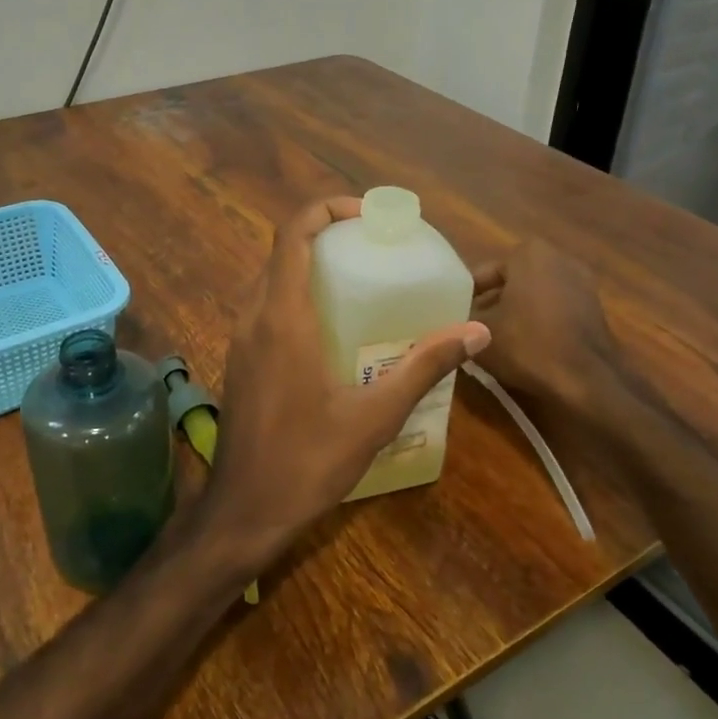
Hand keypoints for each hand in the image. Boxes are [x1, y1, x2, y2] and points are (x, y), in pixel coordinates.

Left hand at [193, 197, 490, 573]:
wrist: (245, 509)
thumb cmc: (308, 460)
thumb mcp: (375, 416)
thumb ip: (424, 367)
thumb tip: (478, 332)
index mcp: (283, 317)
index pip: (293, 234)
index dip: (325, 209)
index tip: (366, 214)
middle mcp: (254, 316)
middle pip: (282, 250)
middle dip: (324, 234)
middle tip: (371, 246)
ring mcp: (240, 339)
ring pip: (270, 279)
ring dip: (307, 265)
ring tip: (356, 279)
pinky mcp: (240, 360)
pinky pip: (264, 307)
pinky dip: (294, 294)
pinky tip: (330, 328)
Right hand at [467, 240, 655, 457]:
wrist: (587, 380)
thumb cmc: (527, 344)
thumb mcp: (477, 331)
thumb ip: (458, 318)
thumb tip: (445, 320)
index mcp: (528, 253)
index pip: (481, 274)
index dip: (462, 299)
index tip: (452, 320)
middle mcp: (558, 258)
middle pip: (508, 283)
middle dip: (489, 304)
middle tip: (468, 331)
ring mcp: (581, 282)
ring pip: (531, 297)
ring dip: (513, 314)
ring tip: (492, 342)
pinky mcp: (594, 308)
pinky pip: (553, 310)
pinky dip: (537, 323)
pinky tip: (523, 348)